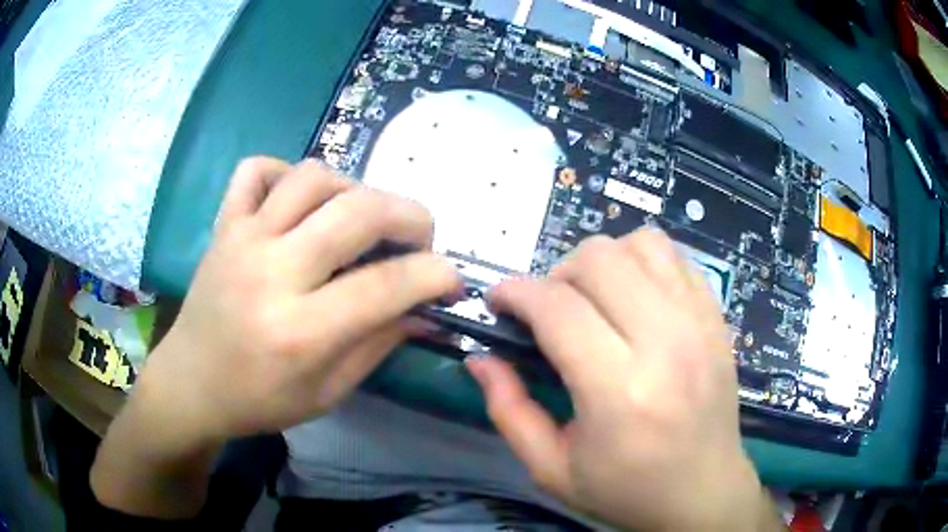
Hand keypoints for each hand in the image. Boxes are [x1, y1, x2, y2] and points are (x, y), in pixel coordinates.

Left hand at [91, 157, 460, 516]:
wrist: (191, 384)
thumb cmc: (259, 400)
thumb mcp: (327, 393)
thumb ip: (379, 345)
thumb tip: (425, 310)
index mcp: (299, 331)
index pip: (387, 285)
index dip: (435, 274)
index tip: (452, 278)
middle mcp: (271, 273)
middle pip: (358, 212)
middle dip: (410, 216)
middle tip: (419, 239)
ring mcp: (242, 239)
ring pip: (313, 176)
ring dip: (354, 189)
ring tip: (361, 219)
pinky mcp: (223, 225)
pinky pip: (256, 169)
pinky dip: (285, 172)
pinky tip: (298, 201)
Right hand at [467, 230, 779, 530]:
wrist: (703, 492)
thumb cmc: (627, 490)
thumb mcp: (551, 469)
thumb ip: (508, 410)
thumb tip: (480, 358)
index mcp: (620, 392)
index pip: (558, 308)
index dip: (516, 292)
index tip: (498, 301)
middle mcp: (666, 344)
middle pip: (600, 260)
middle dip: (557, 274)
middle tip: (549, 310)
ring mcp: (699, 324)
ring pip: (640, 244)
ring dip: (604, 262)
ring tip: (594, 299)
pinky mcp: (717, 318)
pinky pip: (675, 257)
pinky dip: (643, 263)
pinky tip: (634, 298)